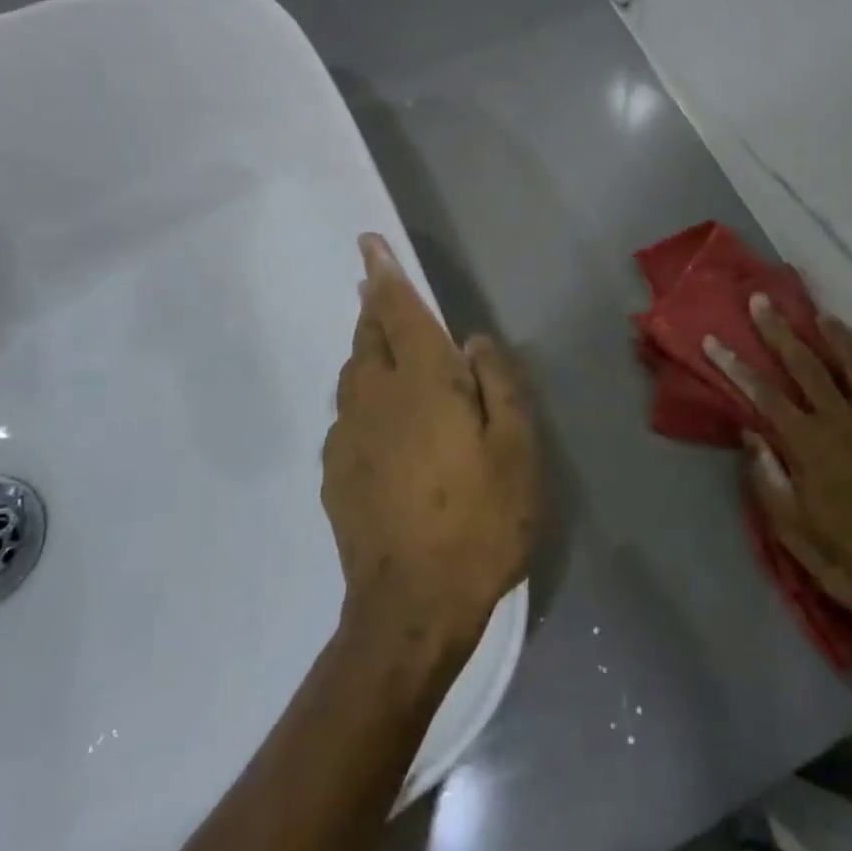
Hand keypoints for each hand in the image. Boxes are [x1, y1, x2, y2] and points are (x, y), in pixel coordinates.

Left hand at [321, 233, 539, 657]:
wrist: (411, 606)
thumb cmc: (479, 523)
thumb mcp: (516, 451)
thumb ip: (499, 385)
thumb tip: (473, 342)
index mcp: (421, 385)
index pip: (397, 312)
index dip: (385, 274)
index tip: (368, 244)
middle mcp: (374, 399)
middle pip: (368, 336)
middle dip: (373, 306)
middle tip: (379, 287)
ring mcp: (347, 436)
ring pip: (352, 373)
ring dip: (367, 348)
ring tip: (385, 344)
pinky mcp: (335, 471)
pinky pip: (348, 413)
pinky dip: (363, 395)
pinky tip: (383, 418)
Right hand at [706, 295, 851, 661]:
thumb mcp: (795, 534)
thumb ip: (769, 480)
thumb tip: (749, 433)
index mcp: (810, 449)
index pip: (763, 396)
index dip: (735, 366)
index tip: (713, 341)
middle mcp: (844, 423)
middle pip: (804, 366)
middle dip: (777, 332)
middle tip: (759, 301)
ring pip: (850, 362)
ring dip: (827, 333)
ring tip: (810, 311)